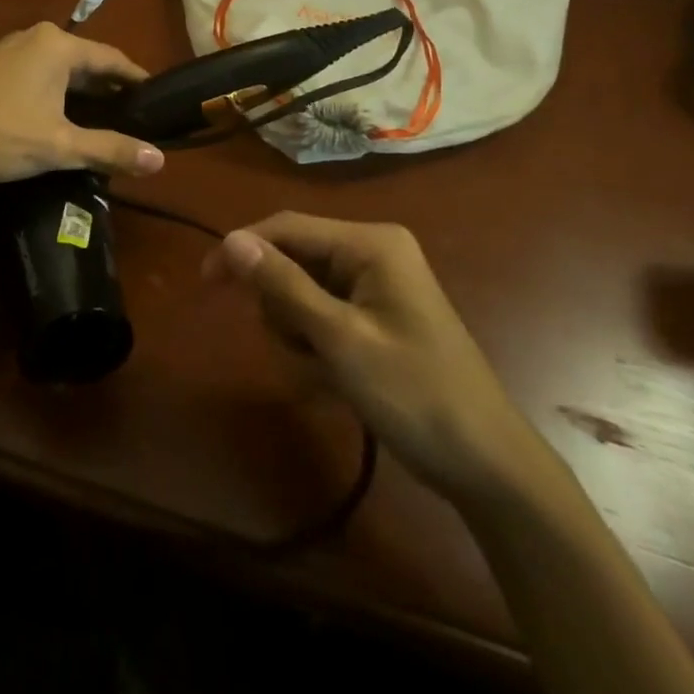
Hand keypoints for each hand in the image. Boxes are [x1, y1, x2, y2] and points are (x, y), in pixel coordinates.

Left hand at [0, 22, 165, 185]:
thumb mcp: (58, 146)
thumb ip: (110, 150)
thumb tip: (160, 160)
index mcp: (58, 46)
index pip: (113, 58)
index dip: (137, 80)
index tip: (159, 101)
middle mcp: (36, 38)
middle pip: (86, 62)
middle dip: (110, 91)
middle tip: (136, 119)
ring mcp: (9, 51)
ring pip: (60, 71)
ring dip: (82, 95)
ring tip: (105, 124)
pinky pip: (38, 77)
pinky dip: (57, 96)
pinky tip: (60, 121)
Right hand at [208, 212, 553, 509]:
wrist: (487, 466)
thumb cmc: (414, 395)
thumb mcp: (340, 340)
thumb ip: (283, 285)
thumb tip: (231, 240)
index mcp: (370, 243)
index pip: (288, 227)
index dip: (243, 249)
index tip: (206, 283)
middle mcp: (373, 252)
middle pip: (294, 260)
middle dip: (283, 309)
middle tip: (300, 352)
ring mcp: (377, 285)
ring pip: (303, 293)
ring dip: (298, 335)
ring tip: (324, 375)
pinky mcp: (377, 315)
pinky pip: (323, 316)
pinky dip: (317, 348)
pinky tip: (334, 382)